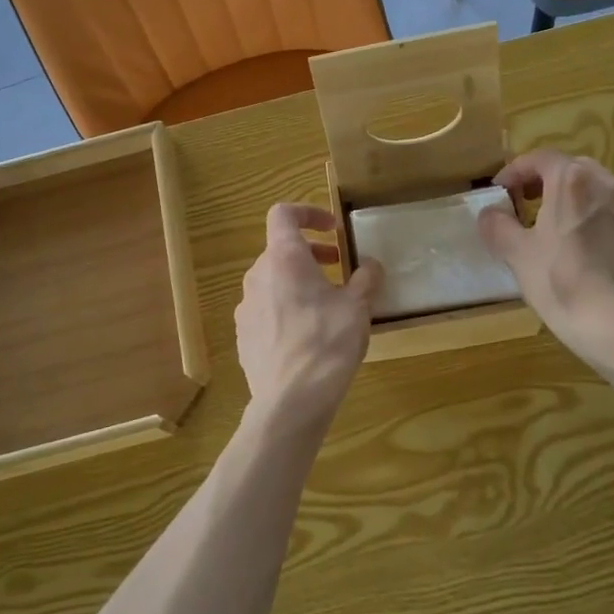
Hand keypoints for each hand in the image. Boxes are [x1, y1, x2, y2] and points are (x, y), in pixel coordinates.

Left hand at [235, 204, 380, 424]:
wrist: (290, 401)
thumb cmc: (327, 344)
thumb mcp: (358, 307)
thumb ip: (366, 278)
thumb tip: (370, 264)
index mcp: (284, 259)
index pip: (284, 214)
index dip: (308, 212)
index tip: (333, 229)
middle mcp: (258, 276)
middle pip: (280, 250)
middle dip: (310, 253)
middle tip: (338, 268)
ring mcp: (245, 307)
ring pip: (272, 280)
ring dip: (298, 281)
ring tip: (326, 305)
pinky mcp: (243, 335)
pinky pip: (265, 309)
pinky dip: (286, 307)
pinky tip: (307, 335)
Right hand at [477, 150, 613, 366]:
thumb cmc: (560, 282)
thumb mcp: (516, 254)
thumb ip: (498, 225)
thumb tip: (490, 212)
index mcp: (572, 181)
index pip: (540, 158)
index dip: (515, 172)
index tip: (501, 193)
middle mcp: (607, 184)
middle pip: (571, 170)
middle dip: (545, 183)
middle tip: (526, 207)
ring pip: (596, 193)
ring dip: (572, 202)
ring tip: (554, 232)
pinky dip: (595, 224)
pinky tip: (585, 255)